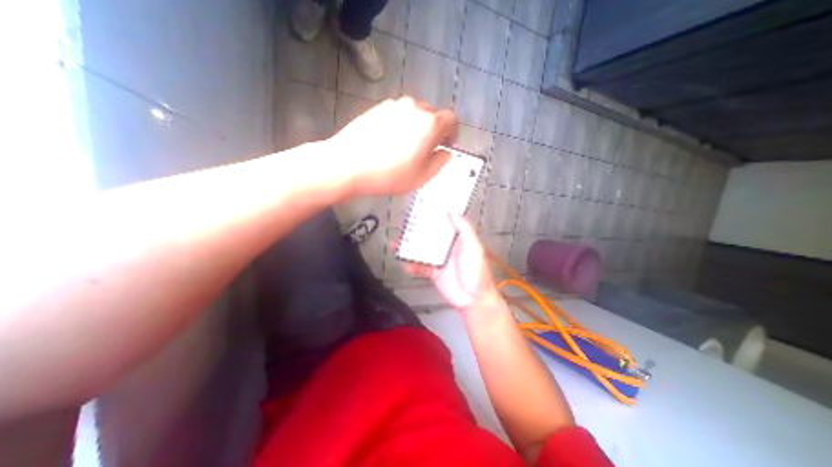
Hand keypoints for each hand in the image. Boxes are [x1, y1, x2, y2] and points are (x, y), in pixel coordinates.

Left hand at [325, 94, 457, 195]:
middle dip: (435, 131)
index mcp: (429, 124)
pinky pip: (398, 114)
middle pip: (433, 115)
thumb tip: (445, 152)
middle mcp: (414, 108)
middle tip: (426, 150)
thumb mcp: (421, 176)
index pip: (451, 120)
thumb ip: (439, 162)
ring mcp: (394, 106)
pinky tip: (390, 142)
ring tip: (406, 147)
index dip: (453, 133)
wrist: (348, 165)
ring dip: (418, 127)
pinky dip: (401, 125)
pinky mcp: (378, 108)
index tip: (447, 144)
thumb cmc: (389, 174)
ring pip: (415, 114)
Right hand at [405, 212, 499, 310]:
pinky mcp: (433, 272)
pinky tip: (406, 266)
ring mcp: (438, 259)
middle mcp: (445, 247)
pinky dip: (411, 266)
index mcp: (456, 238)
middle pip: (427, 235)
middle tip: (402, 225)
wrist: (474, 300)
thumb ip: (465, 229)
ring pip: (420, 250)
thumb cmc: (478, 272)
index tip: (420, 206)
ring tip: (396, 244)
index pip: (442, 222)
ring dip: (408, 248)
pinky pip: (419, 267)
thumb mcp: (474, 248)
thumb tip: (454, 209)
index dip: (432, 214)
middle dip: (414, 230)